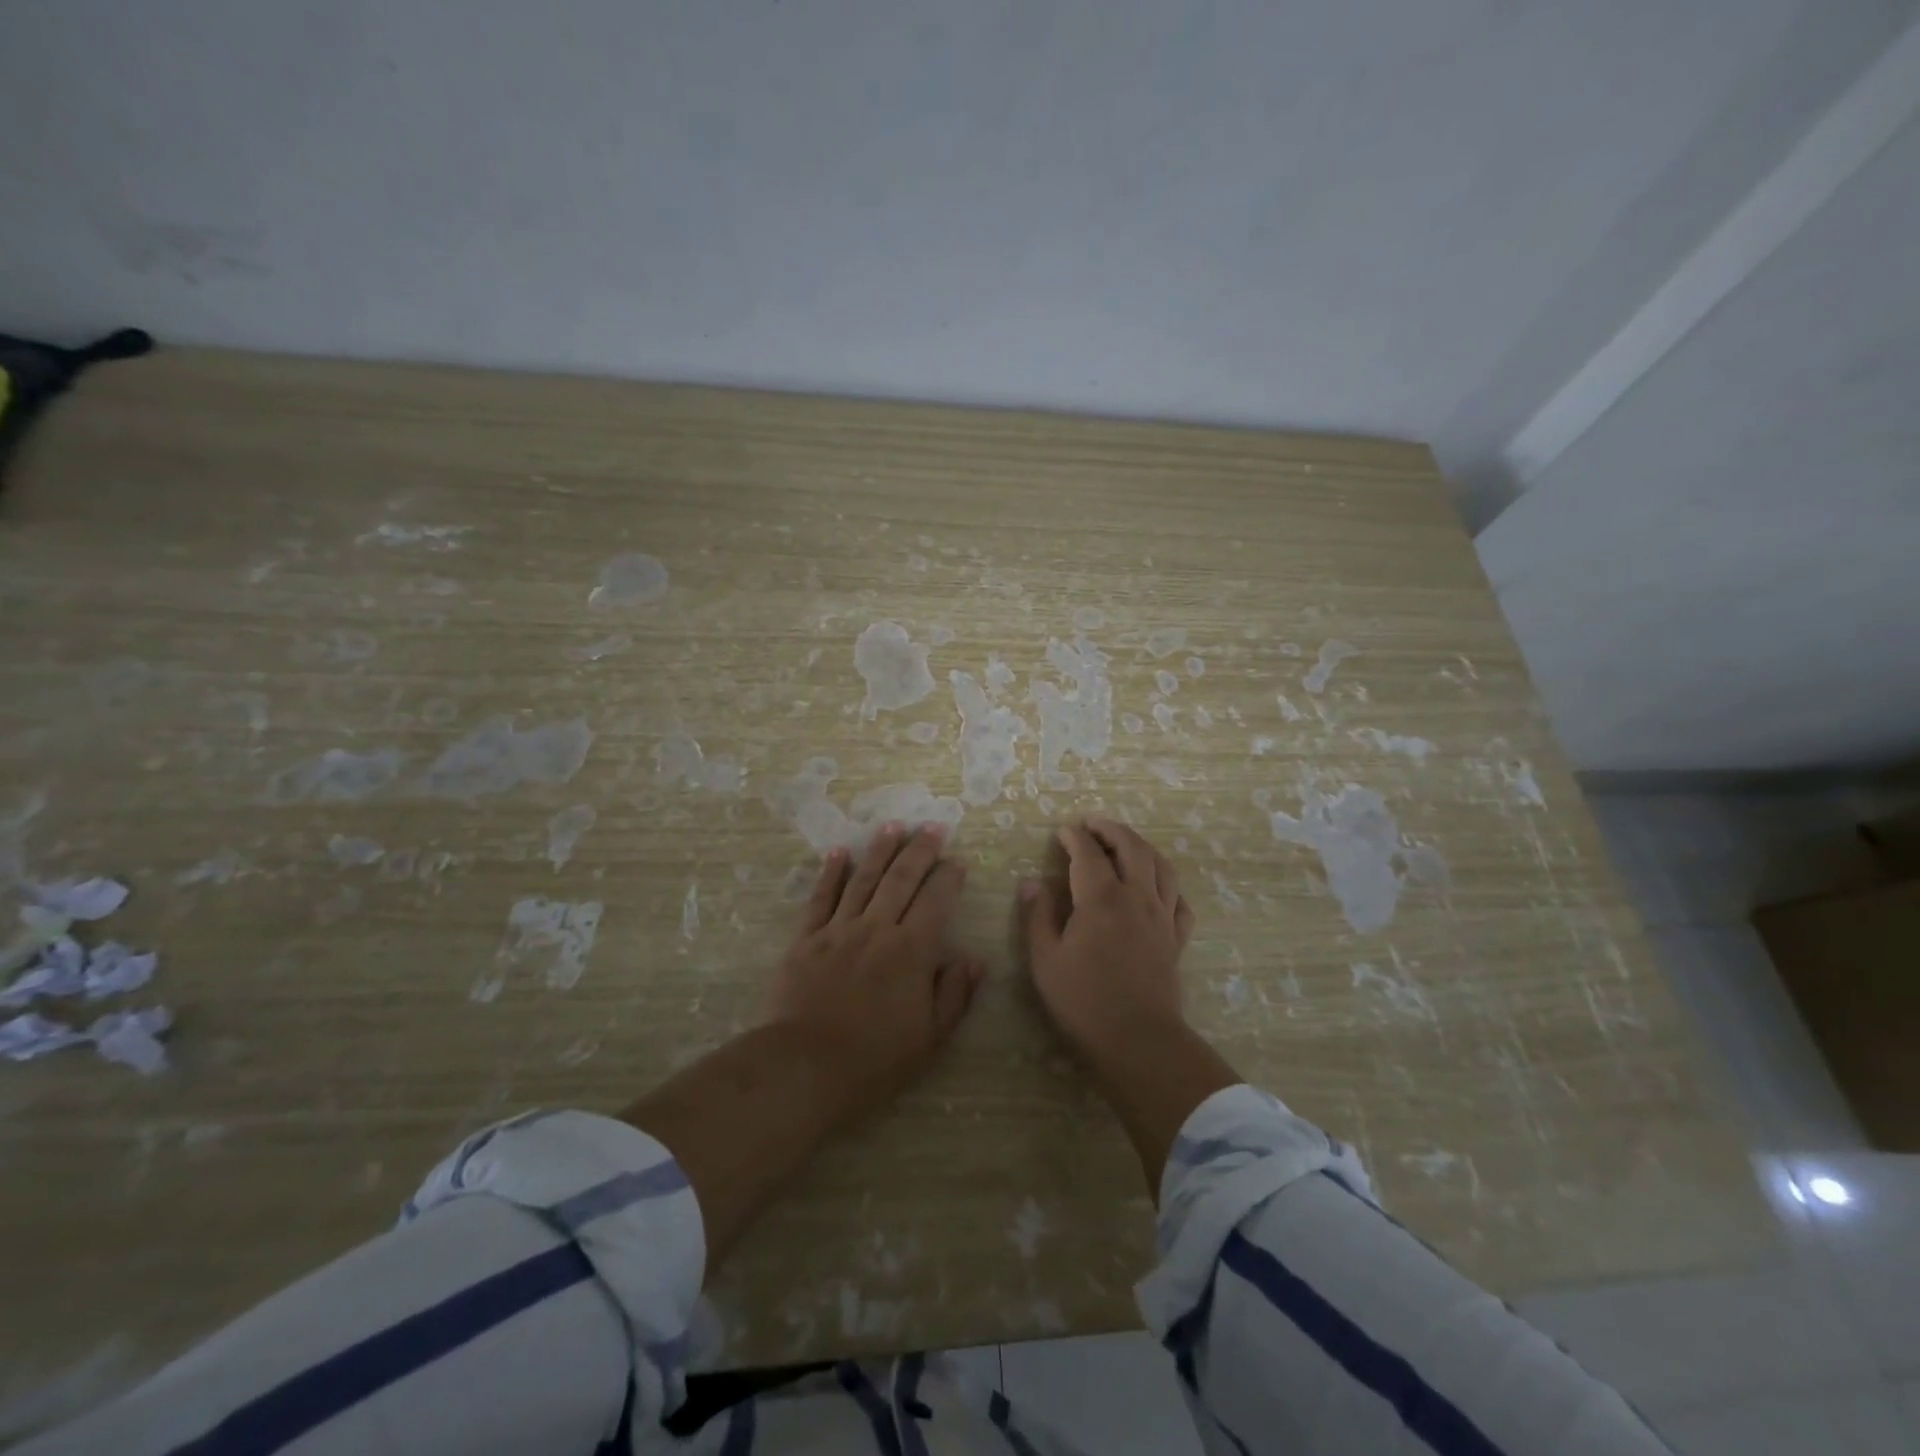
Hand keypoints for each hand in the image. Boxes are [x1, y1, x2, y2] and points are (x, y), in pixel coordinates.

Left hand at [766, 824, 983, 1112]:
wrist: (805, 1067)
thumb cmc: (875, 1059)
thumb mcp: (930, 1037)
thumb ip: (954, 995)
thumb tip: (974, 960)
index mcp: (911, 951)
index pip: (935, 902)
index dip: (948, 878)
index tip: (957, 862)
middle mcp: (877, 929)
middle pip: (901, 879)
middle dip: (919, 851)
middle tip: (932, 827)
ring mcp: (838, 931)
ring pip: (863, 879)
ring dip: (879, 850)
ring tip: (892, 826)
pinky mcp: (805, 940)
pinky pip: (820, 899)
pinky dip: (830, 874)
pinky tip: (838, 852)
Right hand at [1020, 815, 1194, 1072]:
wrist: (1139, 1039)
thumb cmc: (1084, 1000)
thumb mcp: (1045, 959)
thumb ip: (1038, 916)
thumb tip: (1032, 883)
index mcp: (1102, 898)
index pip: (1088, 853)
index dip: (1075, 837)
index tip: (1062, 832)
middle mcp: (1137, 897)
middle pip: (1131, 847)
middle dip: (1111, 829)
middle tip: (1092, 824)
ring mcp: (1162, 916)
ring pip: (1161, 866)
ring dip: (1141, 846)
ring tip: (1125, 844)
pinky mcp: (1176, 938)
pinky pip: (1179, 900)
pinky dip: (1167, 885)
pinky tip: (1156, 888)